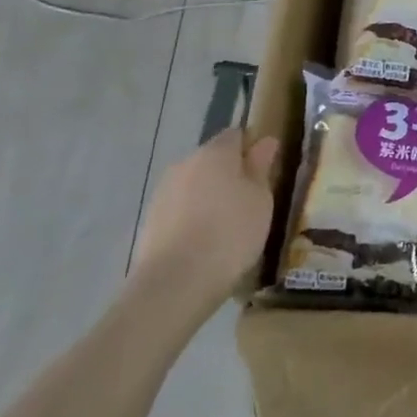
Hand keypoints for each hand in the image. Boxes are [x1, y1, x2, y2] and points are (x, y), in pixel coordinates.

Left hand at [132, 129, 280, 315]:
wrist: (177, 281)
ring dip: (210, 196)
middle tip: (250, 201)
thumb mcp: (260, 199)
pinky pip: (181, 208)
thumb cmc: (231, 232)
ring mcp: (163, 192)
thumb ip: (261, 167)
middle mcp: (185, 163)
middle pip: (212, 159)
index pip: (235, 135)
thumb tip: (265, 141)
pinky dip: (193, 217)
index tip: (265, 171)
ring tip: (228, 225)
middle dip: (229, 173)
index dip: (251, 148)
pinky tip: (206, 241)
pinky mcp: (151, 219)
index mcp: (215, 153)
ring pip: (194, 184)